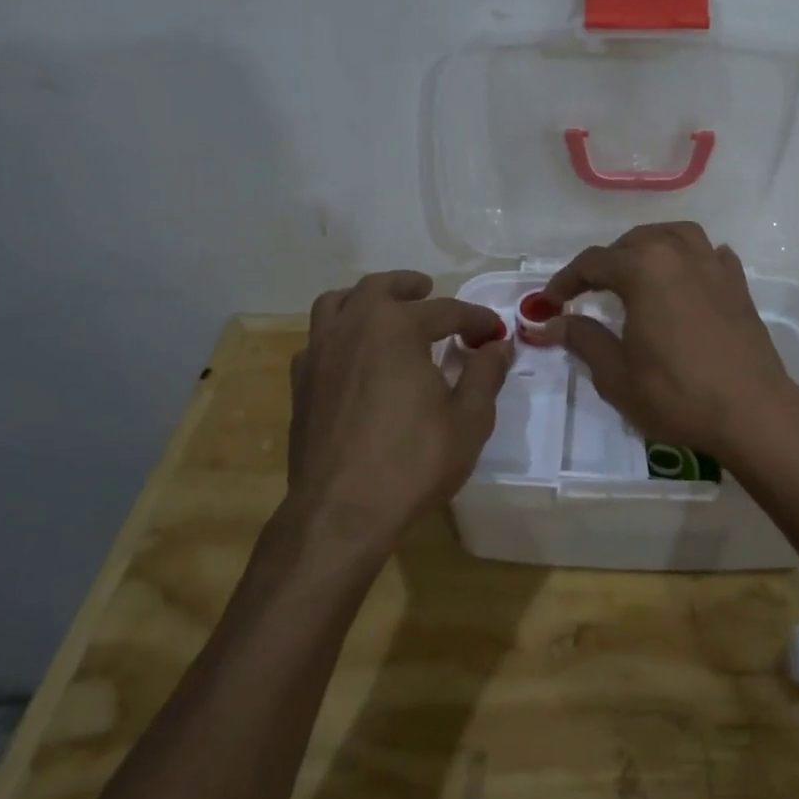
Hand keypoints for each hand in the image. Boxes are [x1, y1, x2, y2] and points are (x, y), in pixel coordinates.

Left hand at [283, 271, 511, 550]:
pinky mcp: (300, 383)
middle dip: (410, 286)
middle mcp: (353, 327)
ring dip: (365, 299)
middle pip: (381, 287)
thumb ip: (485, 373)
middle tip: (429, 291)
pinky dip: (339, 333)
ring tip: (384, 310)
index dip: (476, 320)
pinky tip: (354, 357)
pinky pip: (318, 339)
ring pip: (337, 303)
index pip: (446, 311)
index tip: (495, 333)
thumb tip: (498, 346)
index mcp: (397, 328)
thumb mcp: (469, 419)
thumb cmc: (413, 462)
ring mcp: (320, 353)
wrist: (341, 513)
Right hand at [539, 222, 798, 461]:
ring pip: (674, 235)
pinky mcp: (738, 284)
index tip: (550, 302)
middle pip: (633, 242)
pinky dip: (691, 258)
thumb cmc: (677, 394)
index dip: (566, 280)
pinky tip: (687, 276)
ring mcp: (713, 265)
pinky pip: (710, 254)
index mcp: (643, 268)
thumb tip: (551, 323)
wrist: (752, 411)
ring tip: (637, 271)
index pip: (593, 262)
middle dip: (606, 262)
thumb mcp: (616, 374)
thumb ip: (583, 339)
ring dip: (649, 247)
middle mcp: (678, 253)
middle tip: (588, 291)